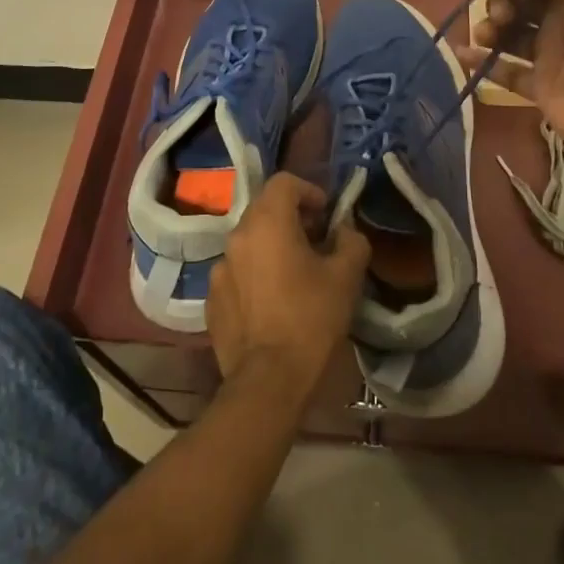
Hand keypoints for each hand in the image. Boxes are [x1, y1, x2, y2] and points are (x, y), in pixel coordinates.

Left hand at [207, 173, 370, 396]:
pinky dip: (255, 275)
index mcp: (267, 222)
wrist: (269, 381)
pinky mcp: (211, 299)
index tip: (326, 215)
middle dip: (292, 219)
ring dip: (272, 248)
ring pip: (249, 243)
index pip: (284, 182)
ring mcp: (219, 269)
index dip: (309, 191)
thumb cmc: (311, 319)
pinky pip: (237, 273)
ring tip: (295, 275)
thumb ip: (351, 241)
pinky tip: (273, 303)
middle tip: (316, 243)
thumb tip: (344, 231)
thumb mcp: (347, 276)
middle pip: (264, 210)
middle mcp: (237, 237)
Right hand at [458, 0, 563, 169]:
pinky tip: (462, 54)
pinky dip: (482, 62)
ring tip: (483, 35)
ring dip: (490, 29)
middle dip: (502, 3)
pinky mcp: (538, 88)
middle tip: (499, 16)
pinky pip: (504, 70)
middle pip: (521, 4)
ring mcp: (550, 56)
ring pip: (510, 35)